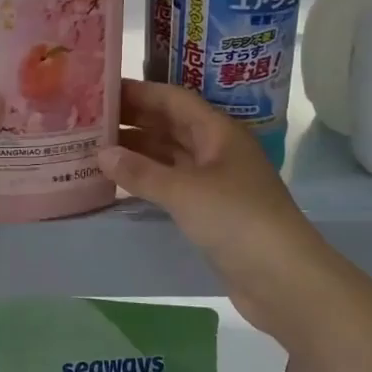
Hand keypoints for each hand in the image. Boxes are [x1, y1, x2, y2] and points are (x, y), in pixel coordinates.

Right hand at [97, 80, 329, 337]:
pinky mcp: (210, 210)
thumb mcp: (184, 191)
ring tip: (94, 149)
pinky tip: (118, 182)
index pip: (173, 99)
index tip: (100, 91)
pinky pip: (172, 184)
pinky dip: (146, 180)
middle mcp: (216, 150)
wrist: (284, 280)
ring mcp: (215, 181)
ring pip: (169, 155)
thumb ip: (140, 171)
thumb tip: (100, 153)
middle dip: (132, 120)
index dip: (138, 92)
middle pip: (170, 125)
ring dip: (136, 151)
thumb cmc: (237, 220)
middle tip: (88, 120)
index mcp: (218, 132)